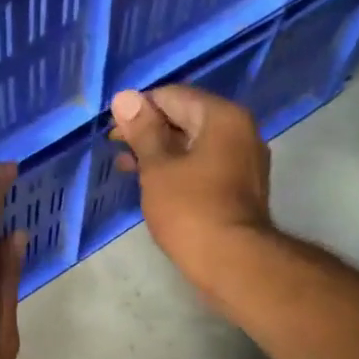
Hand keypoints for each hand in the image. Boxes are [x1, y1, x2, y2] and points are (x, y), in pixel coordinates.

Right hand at [110, 86, 272, 291]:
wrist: (232, 262)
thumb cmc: (190, 210)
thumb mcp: (157, 168)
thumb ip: (142, 131)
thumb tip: (125, 97)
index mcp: (222, 117)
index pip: (173, 95)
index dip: (139, 109)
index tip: (113, 131)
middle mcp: (241, 130)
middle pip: (186, 117)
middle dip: (149, 131)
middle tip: (117, 149)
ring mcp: (244, 160)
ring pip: (194, 144)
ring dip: (161, 152)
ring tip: (127, 167)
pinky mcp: (241, 187)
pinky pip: (204, 165)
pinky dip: (179, 168)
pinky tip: (154, 184)